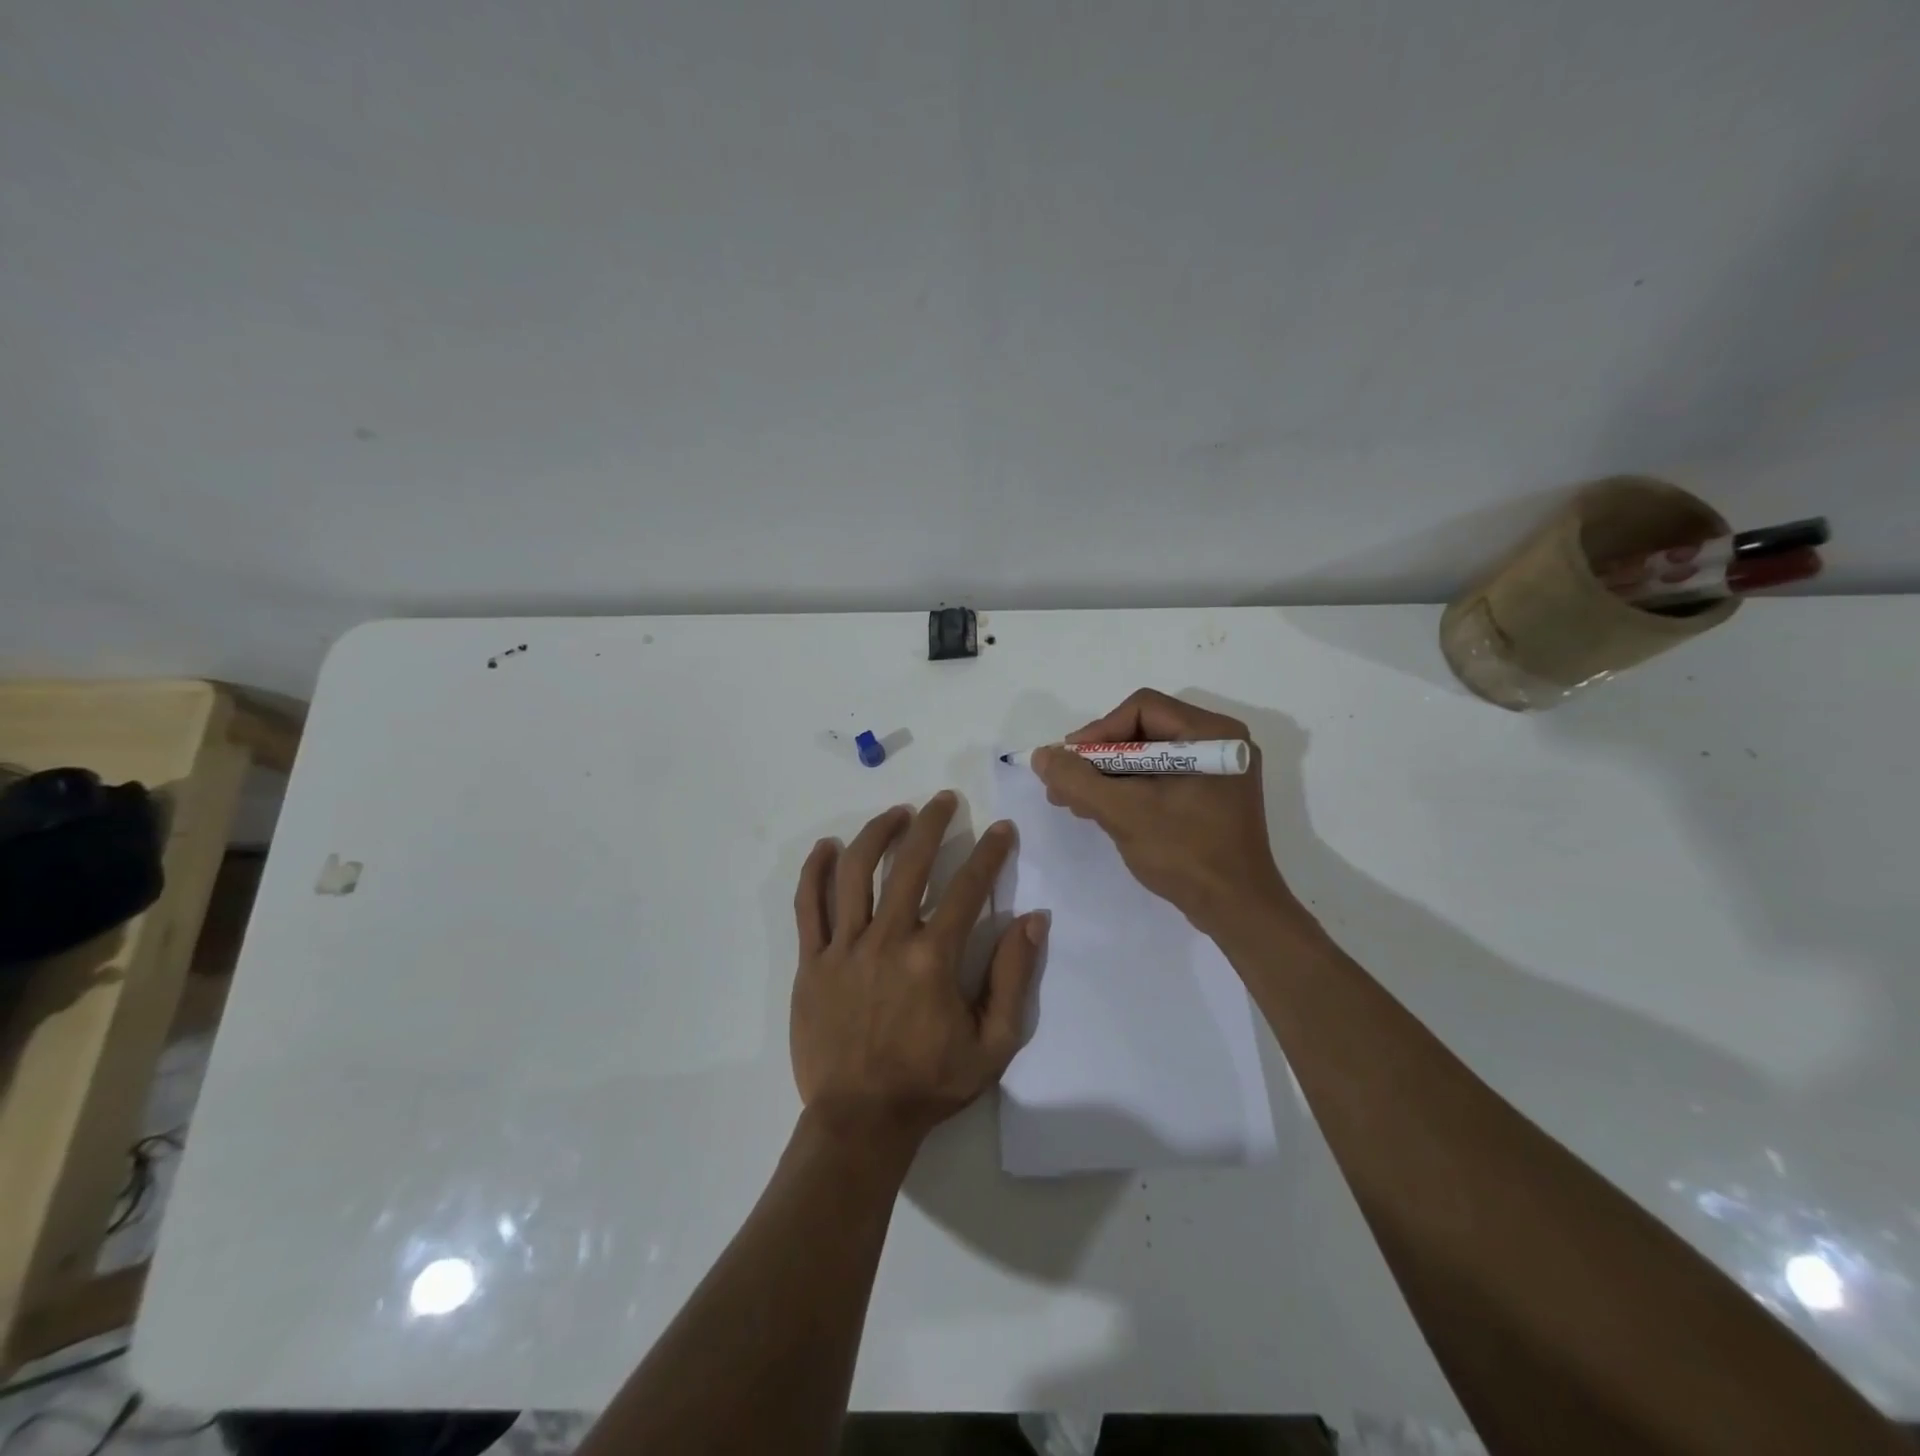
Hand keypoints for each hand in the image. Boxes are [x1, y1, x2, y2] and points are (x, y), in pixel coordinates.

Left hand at [791, 791, 1047, 1146]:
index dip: (990, 852)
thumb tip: (1033, 919)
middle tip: (944, 800)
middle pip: (909, 863)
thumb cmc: (930, 1084)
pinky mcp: (811, 962)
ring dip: (877, 833)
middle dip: (932, 823)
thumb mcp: (993, 1044)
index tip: (1002, 829)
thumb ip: (1015, 978)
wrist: (860, 1122)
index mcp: (933, 958)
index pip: (968, 888)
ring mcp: (844, 948)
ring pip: (856, 872)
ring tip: (896, 814)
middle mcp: (887, 939)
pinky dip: (815, 870)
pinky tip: (827, 846)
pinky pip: (808, 905)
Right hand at [1032, 688, 1293, 933]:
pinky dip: (1129, 790)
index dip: (1098, 731)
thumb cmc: (1186, 853)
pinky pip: (1160, 778)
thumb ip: (1078, 780)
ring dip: (1108, 777)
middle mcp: (1220, 742)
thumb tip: (1042, 755)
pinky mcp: (1210, 797)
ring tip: (1075, 802)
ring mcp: (1217, 772)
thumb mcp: (1124, 812)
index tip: (1069, 763)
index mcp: (1212, 734)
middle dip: (1098, 758)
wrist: (1237, 911)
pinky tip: (1101, 811)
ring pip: (1148, 757)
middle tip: (1065, 785)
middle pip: (1143, 731)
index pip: (1142, 708)